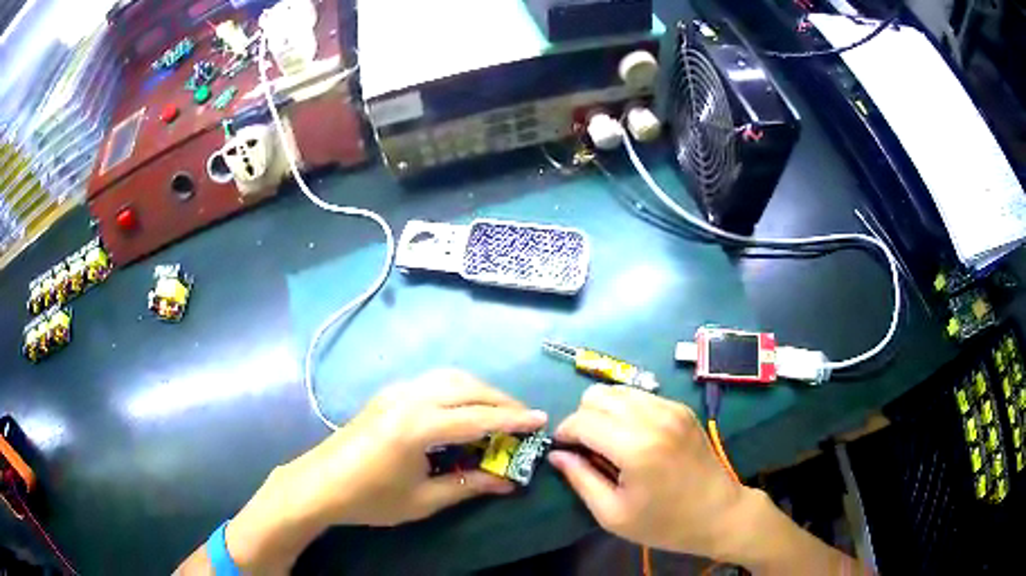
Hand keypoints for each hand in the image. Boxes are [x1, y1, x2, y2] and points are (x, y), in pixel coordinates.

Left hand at [286, 369, 547, 526]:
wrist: (319, 484)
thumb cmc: (370, 498)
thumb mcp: (423, 500)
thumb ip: (468, 486)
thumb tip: (507, 481)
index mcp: (418, 426)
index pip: (478, 417)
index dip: (513, 420)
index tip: (541, 421)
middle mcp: (409, 398)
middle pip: (467, 388)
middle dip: (501, 400)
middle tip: (524, 418)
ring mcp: (396, 391)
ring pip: (449, 377)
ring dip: (480, 390)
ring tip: (499, 411)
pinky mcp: (387, 394)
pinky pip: (432, 380)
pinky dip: (458, 388)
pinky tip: (463, 406)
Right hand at [548, 384, 747, 557]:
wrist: (719, 513)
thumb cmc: (664, 523)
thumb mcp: (613, 514)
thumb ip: (580, 479)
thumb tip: (556, 454)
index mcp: (636, 447)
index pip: (582, 421)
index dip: (564, 433)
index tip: (562, 451)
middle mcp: (654, 418)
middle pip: (597, 396)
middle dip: (582, 419)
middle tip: (586, 448)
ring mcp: (671, 409)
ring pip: (618, 390)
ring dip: (603, 411)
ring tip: (608, 442)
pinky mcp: (681, 408)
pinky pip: (640, 396)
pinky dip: (625, 410)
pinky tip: (632, 436)